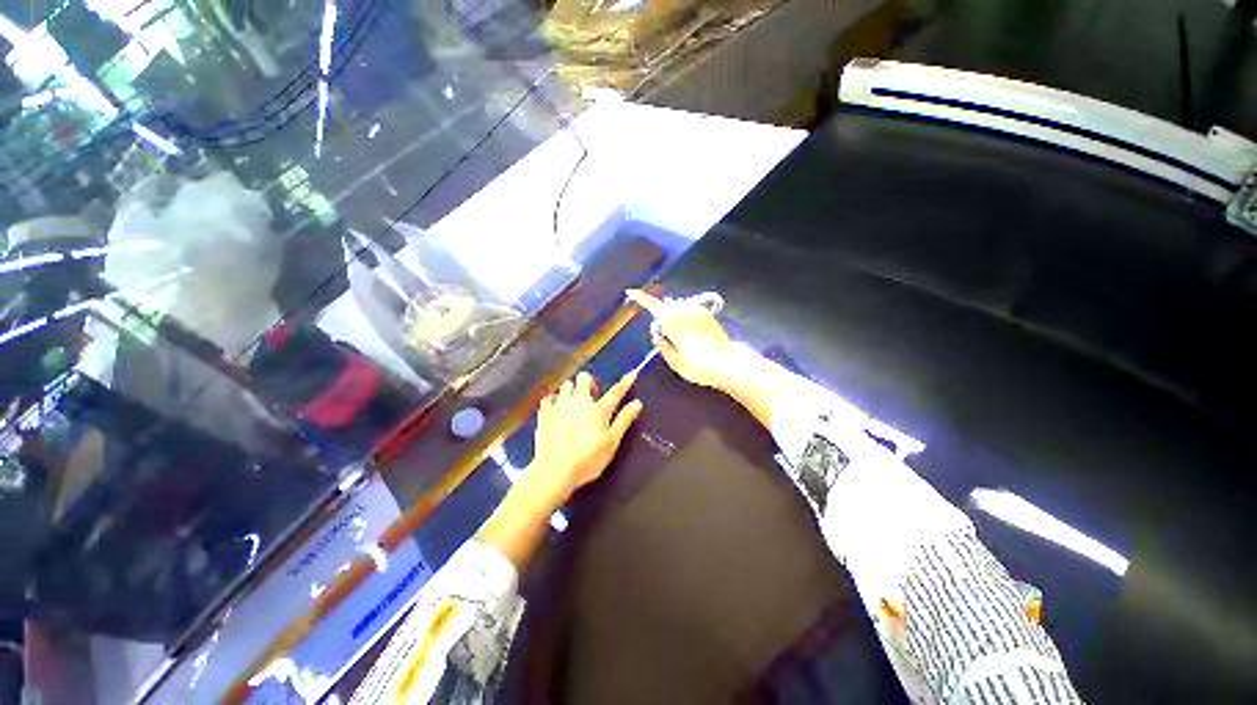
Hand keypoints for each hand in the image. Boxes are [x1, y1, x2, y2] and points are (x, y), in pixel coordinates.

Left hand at [530, 370, 643, 500]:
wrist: (554, 472)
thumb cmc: (588, 460)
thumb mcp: (611, 443)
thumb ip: (624, 420)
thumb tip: (637, 403)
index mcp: (598, 410)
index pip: (615, 392)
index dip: (624, 383)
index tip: (631, 374)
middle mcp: (579, 402)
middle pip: (584, 379)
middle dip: (589, 381)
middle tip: (592, 394)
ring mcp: (560, 406)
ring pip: (565, 385)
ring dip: (571, 389)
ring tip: (573, 401)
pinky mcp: (544, 415)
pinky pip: (548, 399)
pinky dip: (553, 401)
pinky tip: (555, 410)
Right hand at [628, 289, 733, 389]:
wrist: (729, 363)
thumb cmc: (701, 367)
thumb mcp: (676, 363)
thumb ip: (664, 347)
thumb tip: (657, 335)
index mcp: (674, 325)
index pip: (655, 307)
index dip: (642, 298)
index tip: (631, 292)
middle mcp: (684, 314)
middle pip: (666, 305)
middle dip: (660, 312)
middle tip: (664, 333)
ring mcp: (697, 312)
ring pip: (677, 305)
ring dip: (672, 313)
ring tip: (676, 332)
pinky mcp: (707, 315)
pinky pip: (689, 307)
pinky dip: (683, 312)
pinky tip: (687, 326)